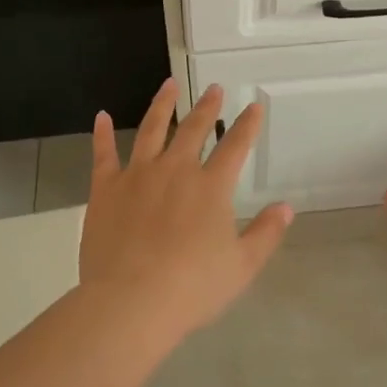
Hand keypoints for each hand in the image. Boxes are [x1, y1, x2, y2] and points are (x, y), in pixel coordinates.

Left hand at [79, 79, 293, 340]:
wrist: (131, 302)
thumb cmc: (192, 288)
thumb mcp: (242, 266)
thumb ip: (266, 233)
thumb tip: (286, 207)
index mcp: (212, 186)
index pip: (236, 146)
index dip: (247, 125)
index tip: (254, 106)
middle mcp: (176, 170)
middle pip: (194, 129)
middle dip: (207, 107)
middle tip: (214, 88)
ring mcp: (138, 175)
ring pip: (151, 129)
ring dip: (162, 105)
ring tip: (170, 85)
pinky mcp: (106, 189)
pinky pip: (104, 154)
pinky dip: (102, 134)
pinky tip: (101, 117)